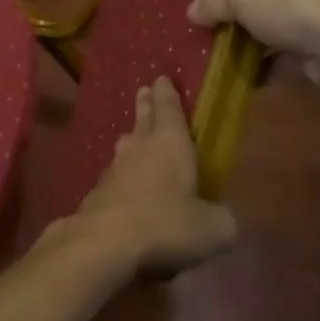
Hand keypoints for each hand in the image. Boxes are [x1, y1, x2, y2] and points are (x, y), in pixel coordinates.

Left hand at [65, 76, 237, 281]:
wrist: (105, 242)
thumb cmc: (166, 224)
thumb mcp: (212, 229)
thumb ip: (222, 220)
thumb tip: (223, 219)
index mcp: (170, 143)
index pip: (169, 108)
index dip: (167, 93)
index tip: (161, 78)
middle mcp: (139, 147)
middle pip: (142, 119)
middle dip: (146, 104)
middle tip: (144, 90)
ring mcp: (113, 168)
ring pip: (125, 146)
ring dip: (132, 139)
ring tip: (135, 137)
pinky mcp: (96, 192)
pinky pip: (114, 176)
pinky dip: (122, 176)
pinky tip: (124, 188)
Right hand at [188, 0, 319, 72]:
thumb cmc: (294, 4)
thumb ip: (216, 3)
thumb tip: (190, 11)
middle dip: (259, 10)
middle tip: (228, 22)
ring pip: (292, 24)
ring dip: (268, 39)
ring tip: (235, 51)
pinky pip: (300, 52)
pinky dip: (279, 63)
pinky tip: (253, 74)